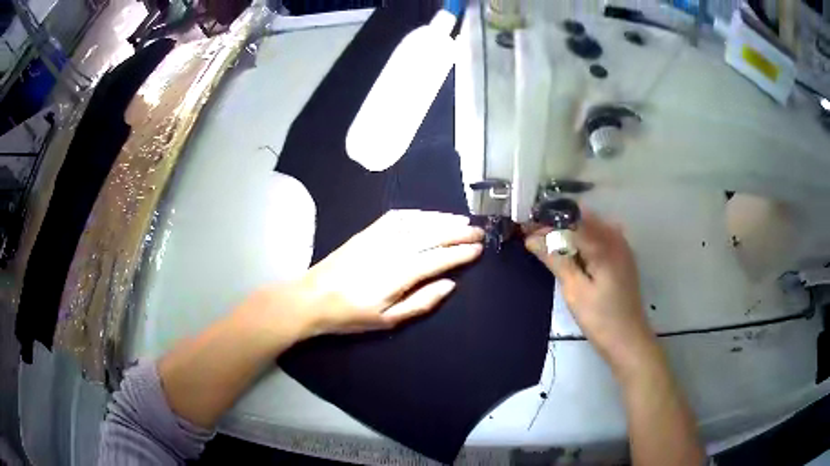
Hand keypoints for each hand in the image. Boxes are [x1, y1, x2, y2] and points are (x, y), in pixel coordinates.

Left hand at [275, 210, 483, 337]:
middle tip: (478, 231)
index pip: (439, 258)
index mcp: (400, 274)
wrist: (312, 297)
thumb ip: (422, 302)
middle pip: (432, 235)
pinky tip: (427, 215)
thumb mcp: (388, 320)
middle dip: (458, 232)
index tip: (479, 248)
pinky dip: (416, 214)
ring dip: (441, 220)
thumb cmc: (351, 315)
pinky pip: (396, 217)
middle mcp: (392, 249)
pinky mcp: (367, 232)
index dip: (461, 253)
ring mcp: (378, 237)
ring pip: (417, 223)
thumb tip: (450, 285)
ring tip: (461, 221)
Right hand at [525, 209, 657, 373]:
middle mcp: (615, 237)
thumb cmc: (600, 318)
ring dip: (569, 232)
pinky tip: (570, 254)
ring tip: (547, 245)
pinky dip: (582, 241)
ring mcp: (621, 246)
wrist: (628, 340)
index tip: (526, 228)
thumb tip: (532, 238)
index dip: (547, 221)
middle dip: (557, 225)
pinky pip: (599, 238)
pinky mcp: (622, 257)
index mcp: (604, 243)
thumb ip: (555, 259)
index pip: (570, 220)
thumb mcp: (574, 290)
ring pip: (590, 227)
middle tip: (533, 238)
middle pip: (582, 219)